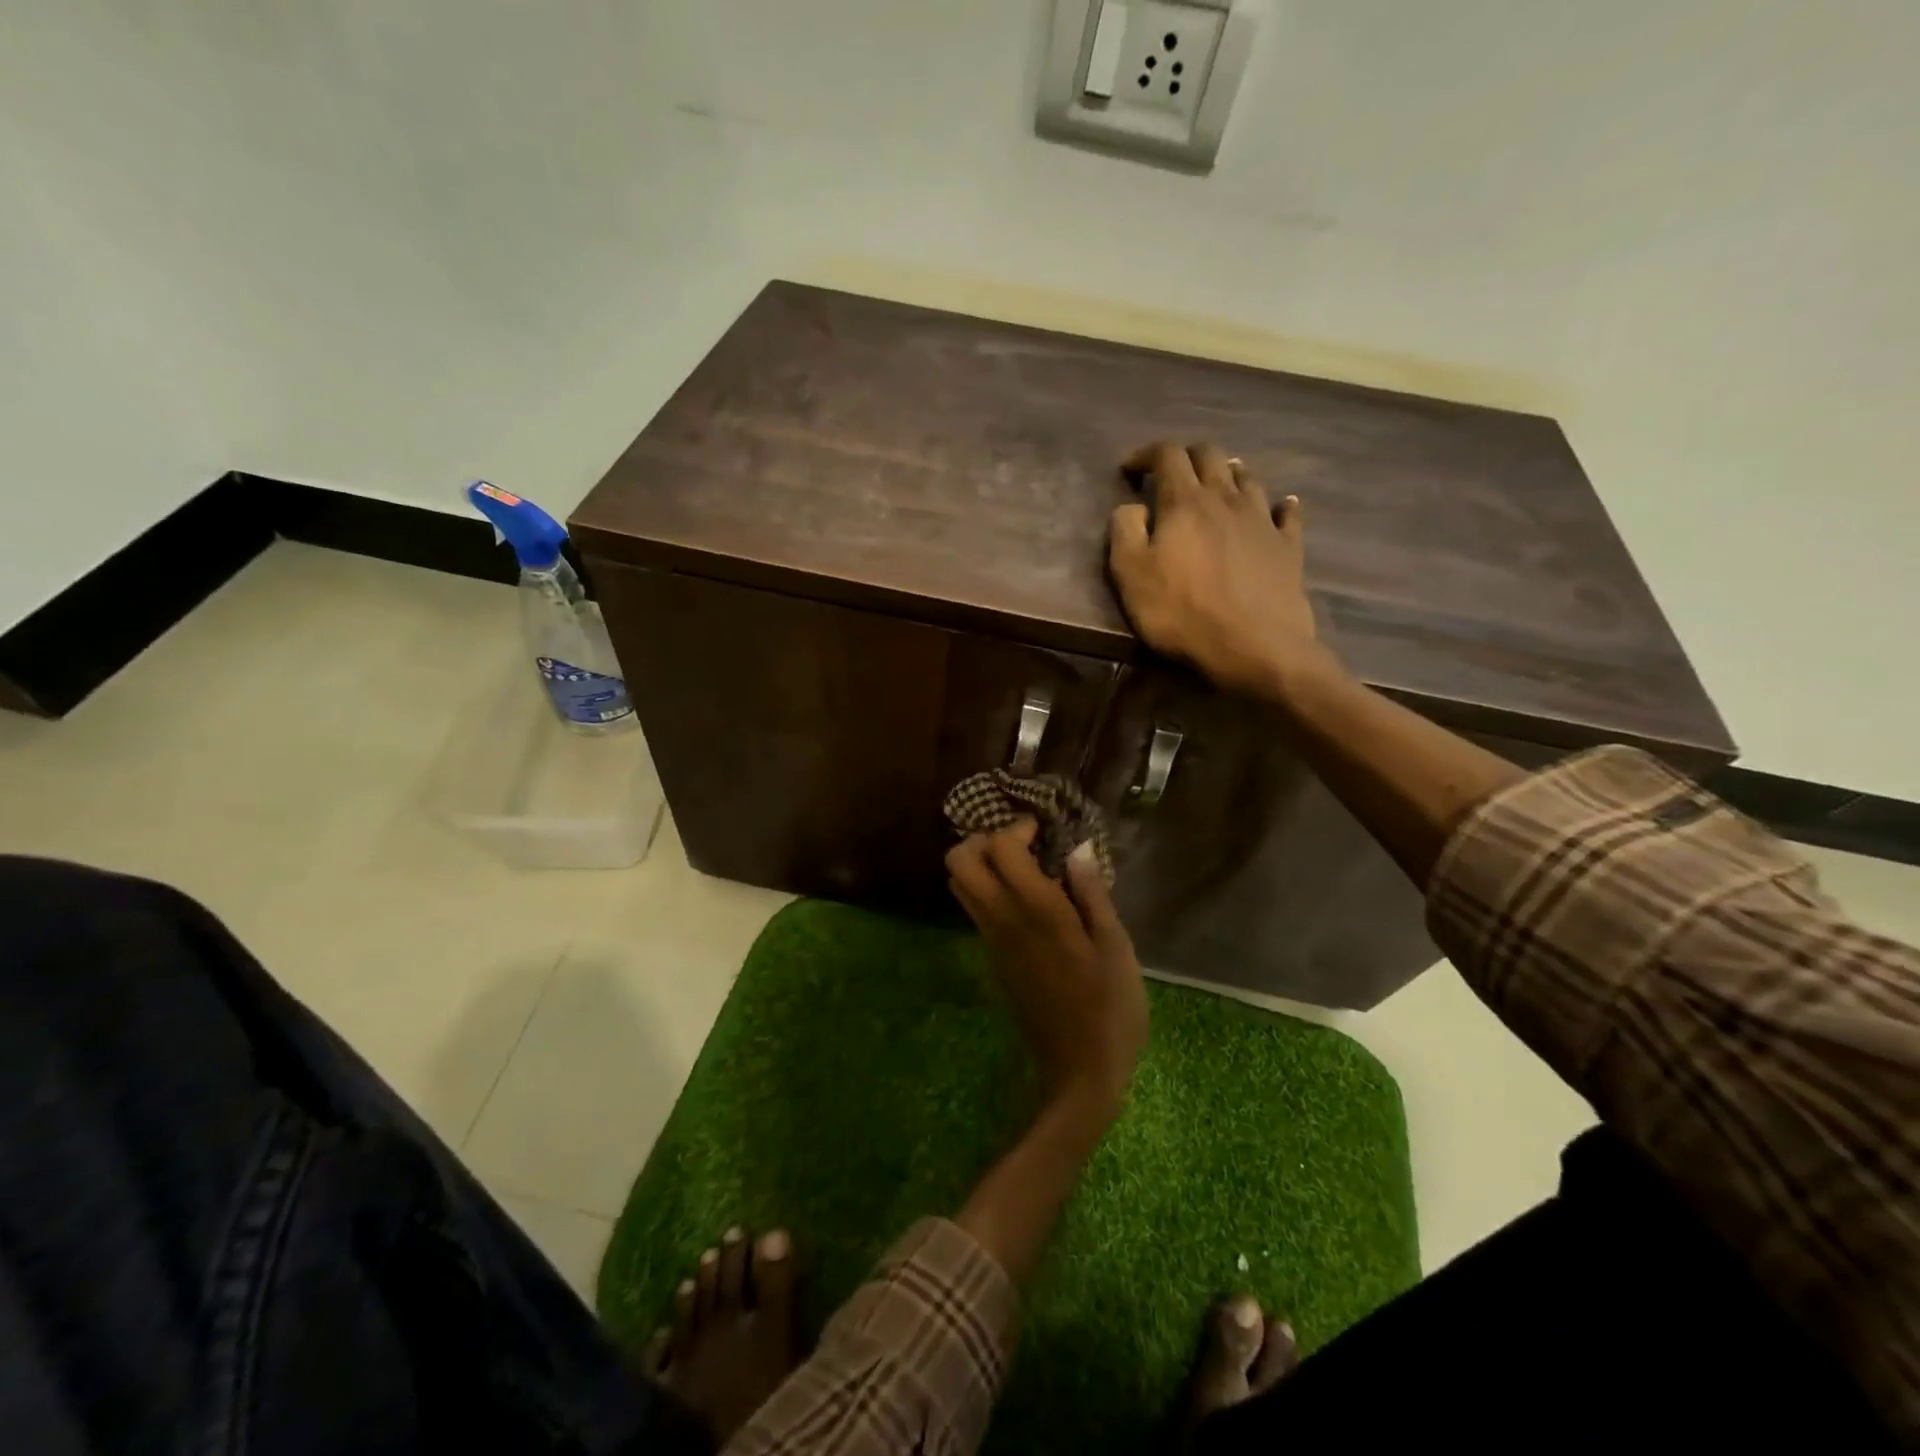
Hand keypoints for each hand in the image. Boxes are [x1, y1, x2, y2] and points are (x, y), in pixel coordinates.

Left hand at [946, 821, 1147, 1120]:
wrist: (1078, 1072)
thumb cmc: (1110, 1007)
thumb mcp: (1115, 946)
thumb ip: (1092, 893)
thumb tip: (1078, 848)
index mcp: (1036, 911)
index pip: (998, 849)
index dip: (1015, 828)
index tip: (1042, 829)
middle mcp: (1002, 921)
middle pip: (959, 863)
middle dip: (983, 840)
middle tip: (1023, 844)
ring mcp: (991, 942)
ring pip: (960, 886)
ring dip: (981, 864)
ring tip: (1025, 866)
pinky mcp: (992, 960)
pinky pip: (975, 910)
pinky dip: (988, 889)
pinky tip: (1028, 899)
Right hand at [1109, 441, 1322, 699]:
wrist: (1255, 647)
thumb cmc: (1182, 613)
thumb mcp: (1131, 575)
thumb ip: (1124, 531)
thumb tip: (1132, 506)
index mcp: (1185, 502)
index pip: (1167, 454)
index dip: (1147, 454)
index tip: (1132, 469)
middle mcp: (1227, 498)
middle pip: (1210, 455)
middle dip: (1187, 456)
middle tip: (1172, 474)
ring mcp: (1262, 520)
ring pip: (1248, 478)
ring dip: (1229, 474)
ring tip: (1218, 486)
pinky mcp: (1288, 546)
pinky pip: (1287, 513)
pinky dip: (1279, 505)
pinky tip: (1280, 507)